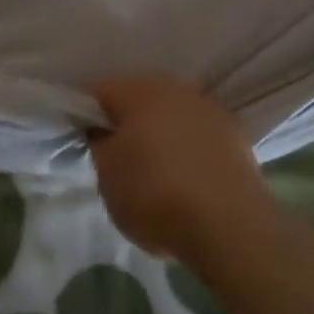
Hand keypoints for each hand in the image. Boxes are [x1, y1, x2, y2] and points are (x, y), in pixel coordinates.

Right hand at [86, 74, 270, 264]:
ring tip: (150, 165)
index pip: (100, 89)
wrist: (229, 225)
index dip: (84, 110)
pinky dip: (185, 145)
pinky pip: (196, 131)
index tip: (79, 135)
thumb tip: (102, 129)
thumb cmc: (156, 195)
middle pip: (139, 96)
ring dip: (158, 130)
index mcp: (140, 90)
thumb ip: (99, 144)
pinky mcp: (234, 133)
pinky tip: (182, 173)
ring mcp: (209, 108)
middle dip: (124, 118)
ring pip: (171, 112)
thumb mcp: (108, 175)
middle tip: (112, 151)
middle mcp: (177, 88)